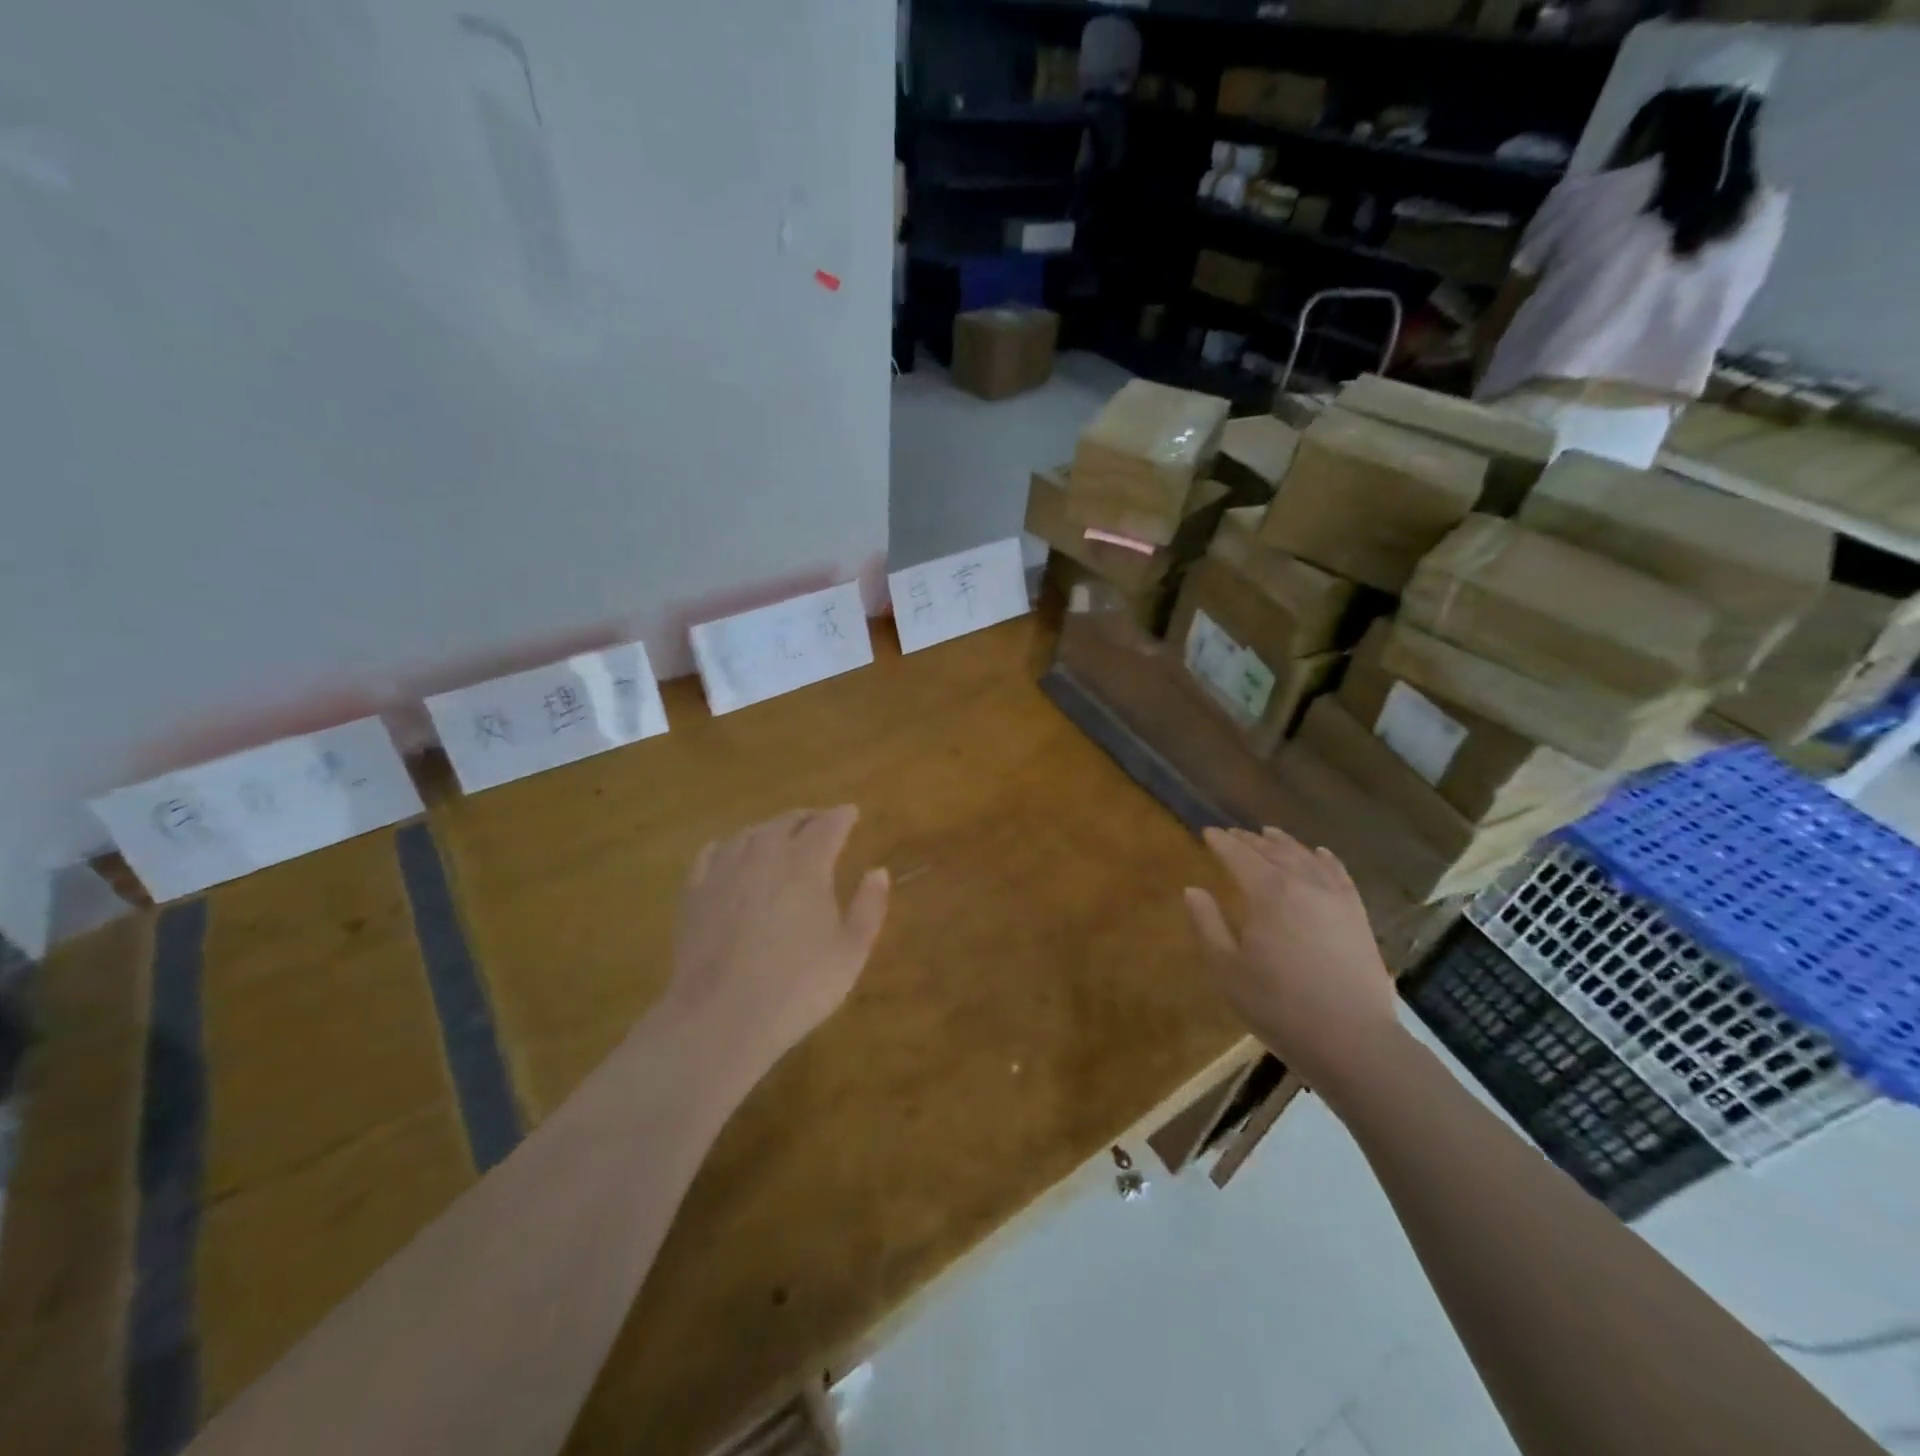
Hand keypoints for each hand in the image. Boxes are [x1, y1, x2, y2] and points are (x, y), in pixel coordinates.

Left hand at [663, 806, 889, 1081]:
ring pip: (750, 833)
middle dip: (808, 818)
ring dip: (770, 829)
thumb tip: (879, 871)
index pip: (828, 825)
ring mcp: (724, 871)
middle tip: (820, 822)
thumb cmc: (797, 987)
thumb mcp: (850, 953)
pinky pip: (712, 853)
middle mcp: (765, 855)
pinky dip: (729, 846)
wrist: (720, 1018)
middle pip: (787, 822)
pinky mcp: (694, 892)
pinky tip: (731, 853)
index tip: (851, 813)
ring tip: (780, 836)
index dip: (842, 816)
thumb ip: (869, 907)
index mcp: (807, 865)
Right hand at [1183, 826, 1400, 1094]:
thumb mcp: (1228, 969)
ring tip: (1269, 834)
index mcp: (1268, 893)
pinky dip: (1325, 859)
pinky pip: (1340, 875)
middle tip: (1232, 834)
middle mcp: (1303, 884)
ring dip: (1284, 843)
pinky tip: (1320, 854)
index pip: (1239, 856)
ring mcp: (1336, 898)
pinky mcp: (1358, 916)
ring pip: (1306, 857)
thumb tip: (1192, 890)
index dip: (1221, 842)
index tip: (1207, 832)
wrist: (1352, 1040)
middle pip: (1272, 851)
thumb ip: (1207, 925)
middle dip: (1249, 840)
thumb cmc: (1279, 1006)